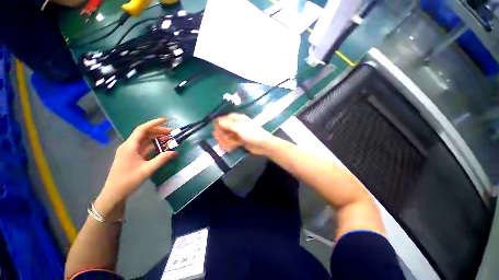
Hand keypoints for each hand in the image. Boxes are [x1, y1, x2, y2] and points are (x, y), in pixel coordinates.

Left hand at [99, 118, 177, 206]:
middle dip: (158, 131)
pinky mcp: (131, 157)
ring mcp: (129, 151)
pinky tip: (160, 147)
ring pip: (144, 140)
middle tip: (171, 133)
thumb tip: (175, 152)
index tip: (166, 120)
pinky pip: (143, 147)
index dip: (154, 123)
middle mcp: (129, 146)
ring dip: (156, 138)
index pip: (142, 129)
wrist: (114, 193)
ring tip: (168, 139)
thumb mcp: (147, 169)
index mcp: (130, 146)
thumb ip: (162, 159)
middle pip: (144, 134)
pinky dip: (152, 145)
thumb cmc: (128, 180)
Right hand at [213, 113, 273, 154]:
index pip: (225, 118)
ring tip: (227, 145)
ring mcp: (239, 134)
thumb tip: (217, 120)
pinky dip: (229, 145)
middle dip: (222, 134)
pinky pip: (231, 142)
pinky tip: (229, 149)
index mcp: (238, 119)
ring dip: (225, 141)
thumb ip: (228, 124)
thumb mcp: (239, 128)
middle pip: (224, 128)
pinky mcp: (240, 141)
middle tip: (221, 140)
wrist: (263, 145)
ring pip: (227, 136)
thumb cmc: (252, 134)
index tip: (215, 130)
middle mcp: (237, 125)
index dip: (219, 123)